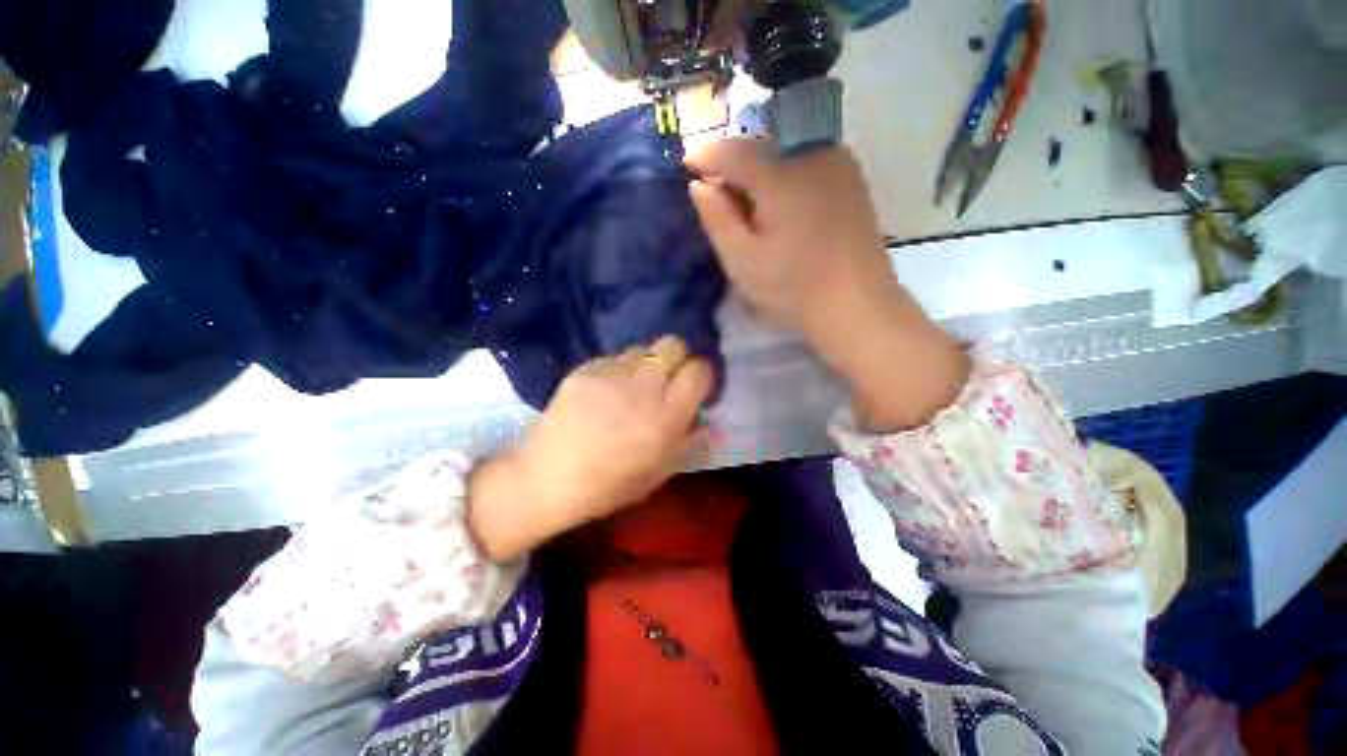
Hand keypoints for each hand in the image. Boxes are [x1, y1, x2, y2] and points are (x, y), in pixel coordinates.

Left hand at [468, 336, 713, 560]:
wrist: (548, 479)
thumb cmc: (611, 485)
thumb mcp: (662, 471)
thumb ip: (689, 438)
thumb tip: (702, 414)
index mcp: (667, 416)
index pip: (699, 370)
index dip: (702, 374)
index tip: (696, 386)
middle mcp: (642, 387)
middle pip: (673, 344)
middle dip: (678, 358)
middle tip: (668, 378)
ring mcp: (610, 373)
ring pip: (643, 347)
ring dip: (646, 363)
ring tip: (633, 385)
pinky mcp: (585, 368)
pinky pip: (613, 358)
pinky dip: (618, 370)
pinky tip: (606, 391)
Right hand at [686, 139, 968, 431]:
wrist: (856, 306)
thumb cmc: (792, 288)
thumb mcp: (742, 260)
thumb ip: (717, 218)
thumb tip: (700, 184)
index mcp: (781, 176)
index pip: (733, 150)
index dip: (705, 154)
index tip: (687, 164)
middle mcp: (813, 156)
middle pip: (762, 144)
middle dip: (733, 160)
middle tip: (716, 186)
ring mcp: (839, 165)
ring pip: (787, 150)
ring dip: (761, 165)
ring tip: (747, 196)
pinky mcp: (853, 181)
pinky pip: (809, 161)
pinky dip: (786, 172)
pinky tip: (781, 201)